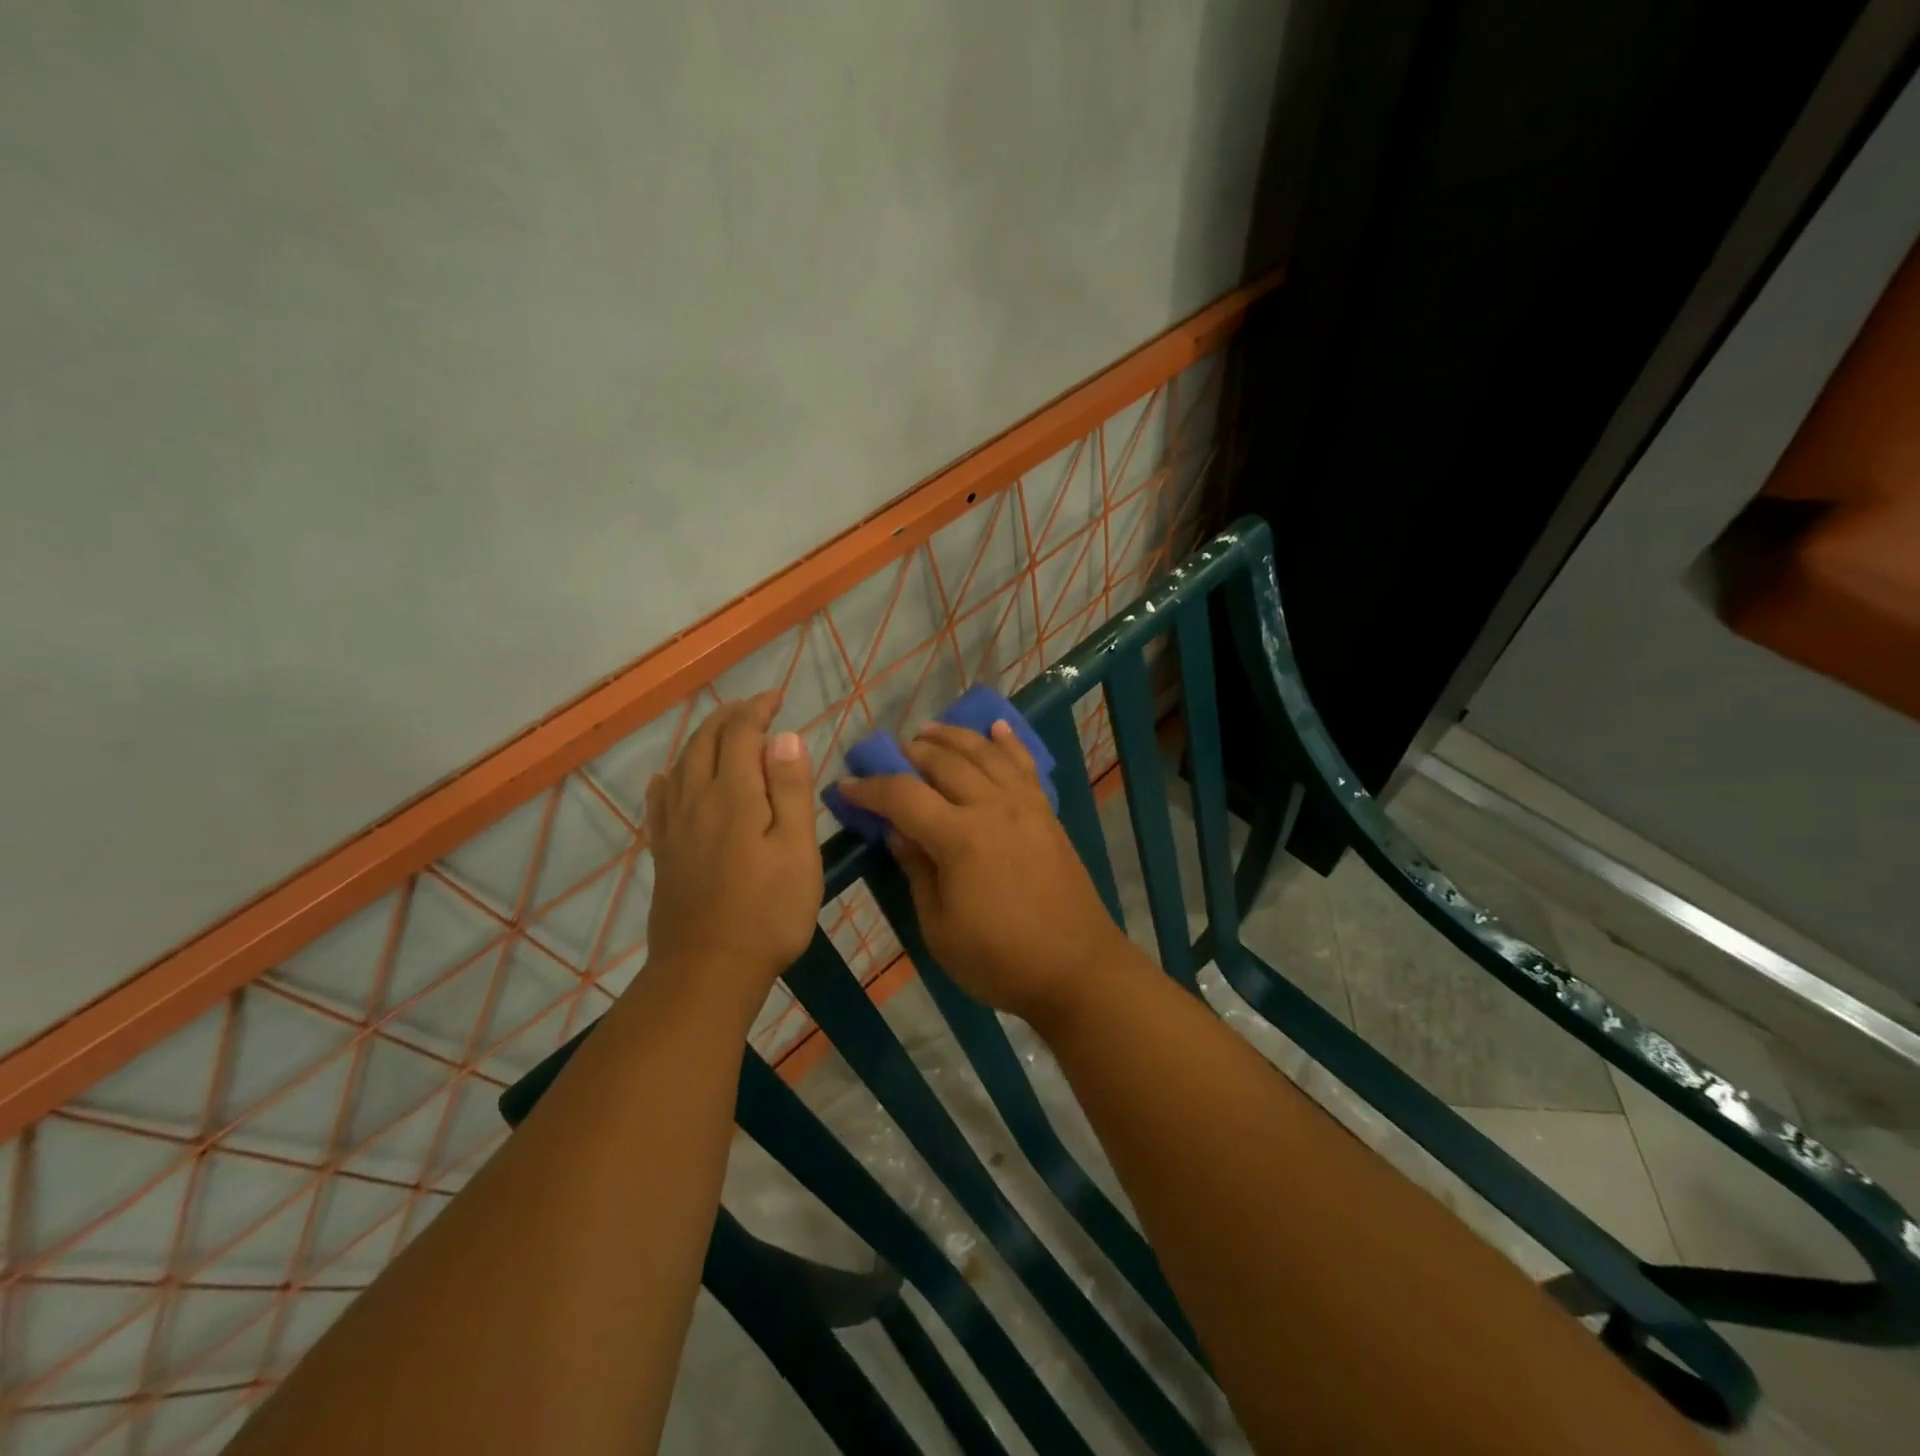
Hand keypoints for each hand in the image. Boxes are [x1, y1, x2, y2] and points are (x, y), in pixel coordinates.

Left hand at [644, 692, 822, 998]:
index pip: (741, 734)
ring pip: (681, 765)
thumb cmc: (768, 911)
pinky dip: (668, 778)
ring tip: (721, 732)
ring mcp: (674, 827)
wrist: (708, 970)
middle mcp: (696, 800)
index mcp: (733, 795)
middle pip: (705, 742)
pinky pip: (659, 801)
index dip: (757, 710)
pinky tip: (667, 778)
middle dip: (729, 717)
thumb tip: (783, 737)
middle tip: (754, 708)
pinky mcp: (664, 853)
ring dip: (702, 738)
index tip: (777, 698)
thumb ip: (790, 790)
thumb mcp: (796, 849)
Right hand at [835, 721, 1129, 1028]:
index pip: (903, 796)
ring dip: (952, 736)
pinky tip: (996, 726)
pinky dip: (1007, 741)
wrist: (1076, 968)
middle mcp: (992, 807)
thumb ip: (917, 871)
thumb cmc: (999, 960)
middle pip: (944, 762)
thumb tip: (897, 831)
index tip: (845, 787)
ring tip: (927, 731)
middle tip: (886, 757)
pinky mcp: (1046, 812)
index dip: (869, 788)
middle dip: (909, 754)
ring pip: (983, 753)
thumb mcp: (939, 928)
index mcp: (960, 838)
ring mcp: (1024, 805)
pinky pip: (1024, 764)